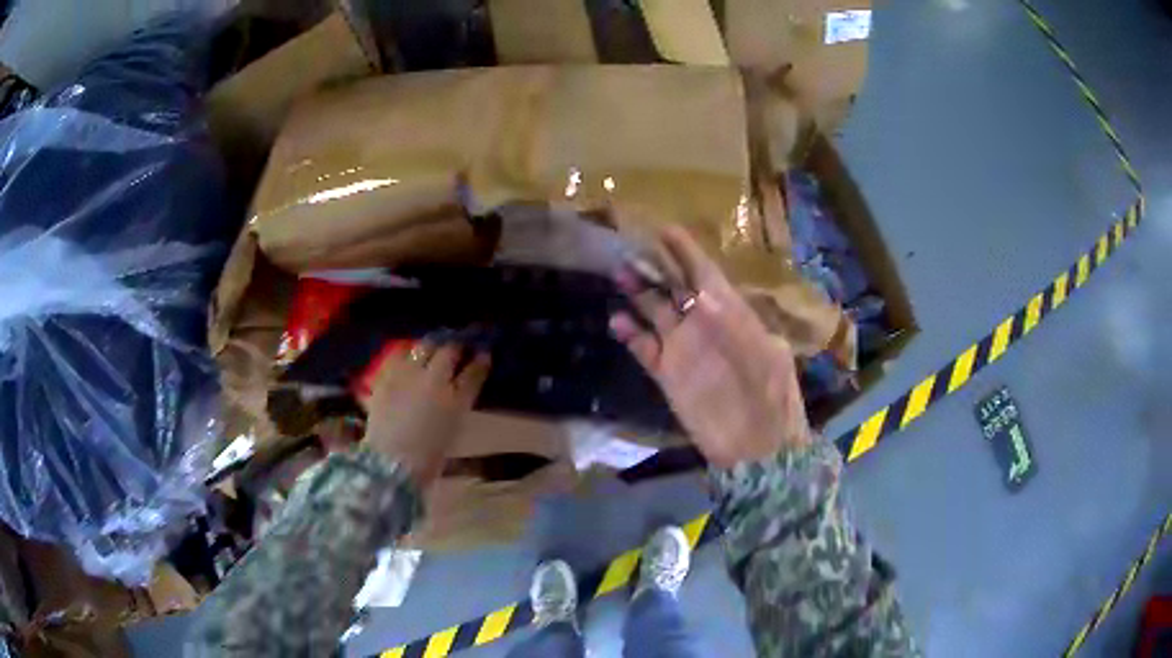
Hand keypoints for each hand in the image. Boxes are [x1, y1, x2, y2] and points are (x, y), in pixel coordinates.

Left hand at [362, 343, 490, 483]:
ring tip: (432, 348)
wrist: (389, 464)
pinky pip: (397, 355)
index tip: (484, 355)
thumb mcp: (452, 434)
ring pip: (423, 347)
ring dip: (431, 346)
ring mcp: (408, 375)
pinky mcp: (386, 377)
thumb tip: (460, 392)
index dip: (481, 362)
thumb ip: (458, 407)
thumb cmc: (427, 459)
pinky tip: (406, 356)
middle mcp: (434, 381)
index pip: (474, 372)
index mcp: (456, 401)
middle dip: (456, 346)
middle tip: (458, 347)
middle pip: (449, 351)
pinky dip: (405, 353)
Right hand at [610, 226, 811, 467]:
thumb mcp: (768, 352)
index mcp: (731, 313)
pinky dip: (630, 336)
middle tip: (630, 246)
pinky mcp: (667, 376)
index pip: (704, 272)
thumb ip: (737, 323)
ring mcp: (684, 350)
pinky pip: (644, 349)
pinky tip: (617, 321)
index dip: (685, 251)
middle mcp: (703, 325)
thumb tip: (705, 300)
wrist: (759, 447)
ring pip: (655, 314)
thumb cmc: (771, 396)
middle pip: (674, 288)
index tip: (664, 230)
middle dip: (654, 267)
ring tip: (618, 274)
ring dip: (637, 295)